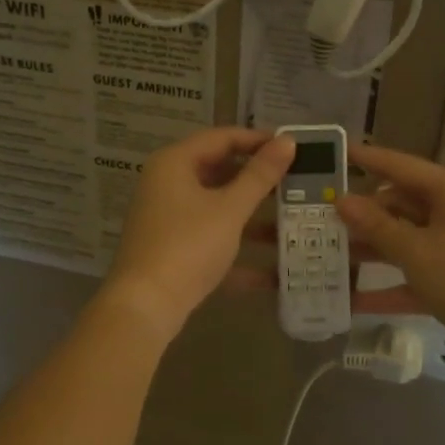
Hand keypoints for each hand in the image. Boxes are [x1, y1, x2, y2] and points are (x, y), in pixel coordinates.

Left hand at [101, 127, 294, 340]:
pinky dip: (239, 252)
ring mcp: (169, 220)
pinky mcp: (174, 251)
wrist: (146, 307)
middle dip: (259, 181)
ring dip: (254, 218)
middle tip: (297, 182)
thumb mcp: (229, 209)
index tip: (293, 147)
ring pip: (218, 209)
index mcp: (175, 163)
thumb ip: (260, 175)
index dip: (258, 140)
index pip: (221, 138)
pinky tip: (276, 272)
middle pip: (220, 172)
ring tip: (295, 222)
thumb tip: (287, 141)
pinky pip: (212, 241)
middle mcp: (168, 185)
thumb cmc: (188, 246)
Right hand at [335, 144, 444, 348]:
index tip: (333, 154)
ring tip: (324, 256)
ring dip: (369, 250)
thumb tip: (343, 200)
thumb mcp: (415, 251)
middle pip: (397, 205)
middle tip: (316, 218)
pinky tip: (351, 302)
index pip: (398, 165)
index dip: (365, 159)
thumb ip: (376, 226)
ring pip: (401, 240)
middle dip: (359, 215)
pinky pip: (411, 275)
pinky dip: (387, 286)